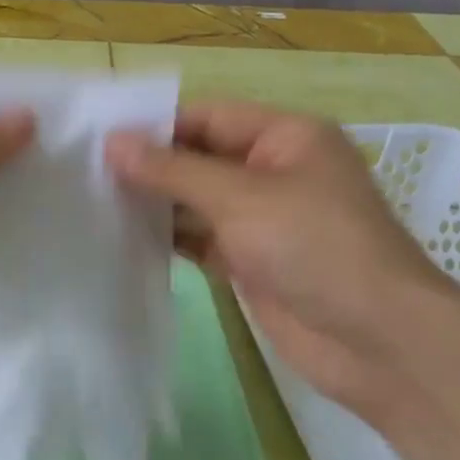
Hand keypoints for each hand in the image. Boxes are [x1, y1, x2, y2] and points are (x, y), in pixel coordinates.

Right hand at [107, 102, 459, 413]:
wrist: (376, 342)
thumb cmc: (316, 248)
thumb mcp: (241, 198)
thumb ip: (173, 170)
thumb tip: (112, 142)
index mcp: (285, 137)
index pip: (207, 117)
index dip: (154, 125)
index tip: (96, 137)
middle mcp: (273, 171)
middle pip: (199, 158)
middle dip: (149, 166)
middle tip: (84, 172)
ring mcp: (262, 220)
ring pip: (197, 202)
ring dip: (154, 204)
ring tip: (93, 202)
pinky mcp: (251, 262)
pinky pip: (201, 240)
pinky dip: (169, 239)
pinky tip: (124, 239)